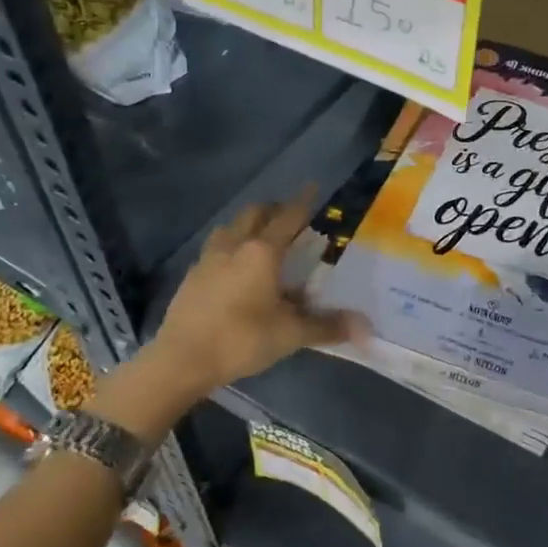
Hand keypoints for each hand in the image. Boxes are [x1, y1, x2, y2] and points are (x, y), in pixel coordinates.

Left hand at [101, 193, 364, 442]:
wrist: (181, 360)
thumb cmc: (241, 339)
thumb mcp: (290, 335)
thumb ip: (327, 326)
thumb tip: (366, 328)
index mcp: (262, 252)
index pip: (288, 217)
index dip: (303, 201)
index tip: (313, 186)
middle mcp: (235, 246)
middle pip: (255, 213)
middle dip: (274, 209)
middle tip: (290, 216)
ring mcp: (209, 259)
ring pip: (231, 227)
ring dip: (249, 224)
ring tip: (261, 236)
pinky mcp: (192, 276)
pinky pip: (215, 248)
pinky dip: (231, 245)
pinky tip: (234, 265)